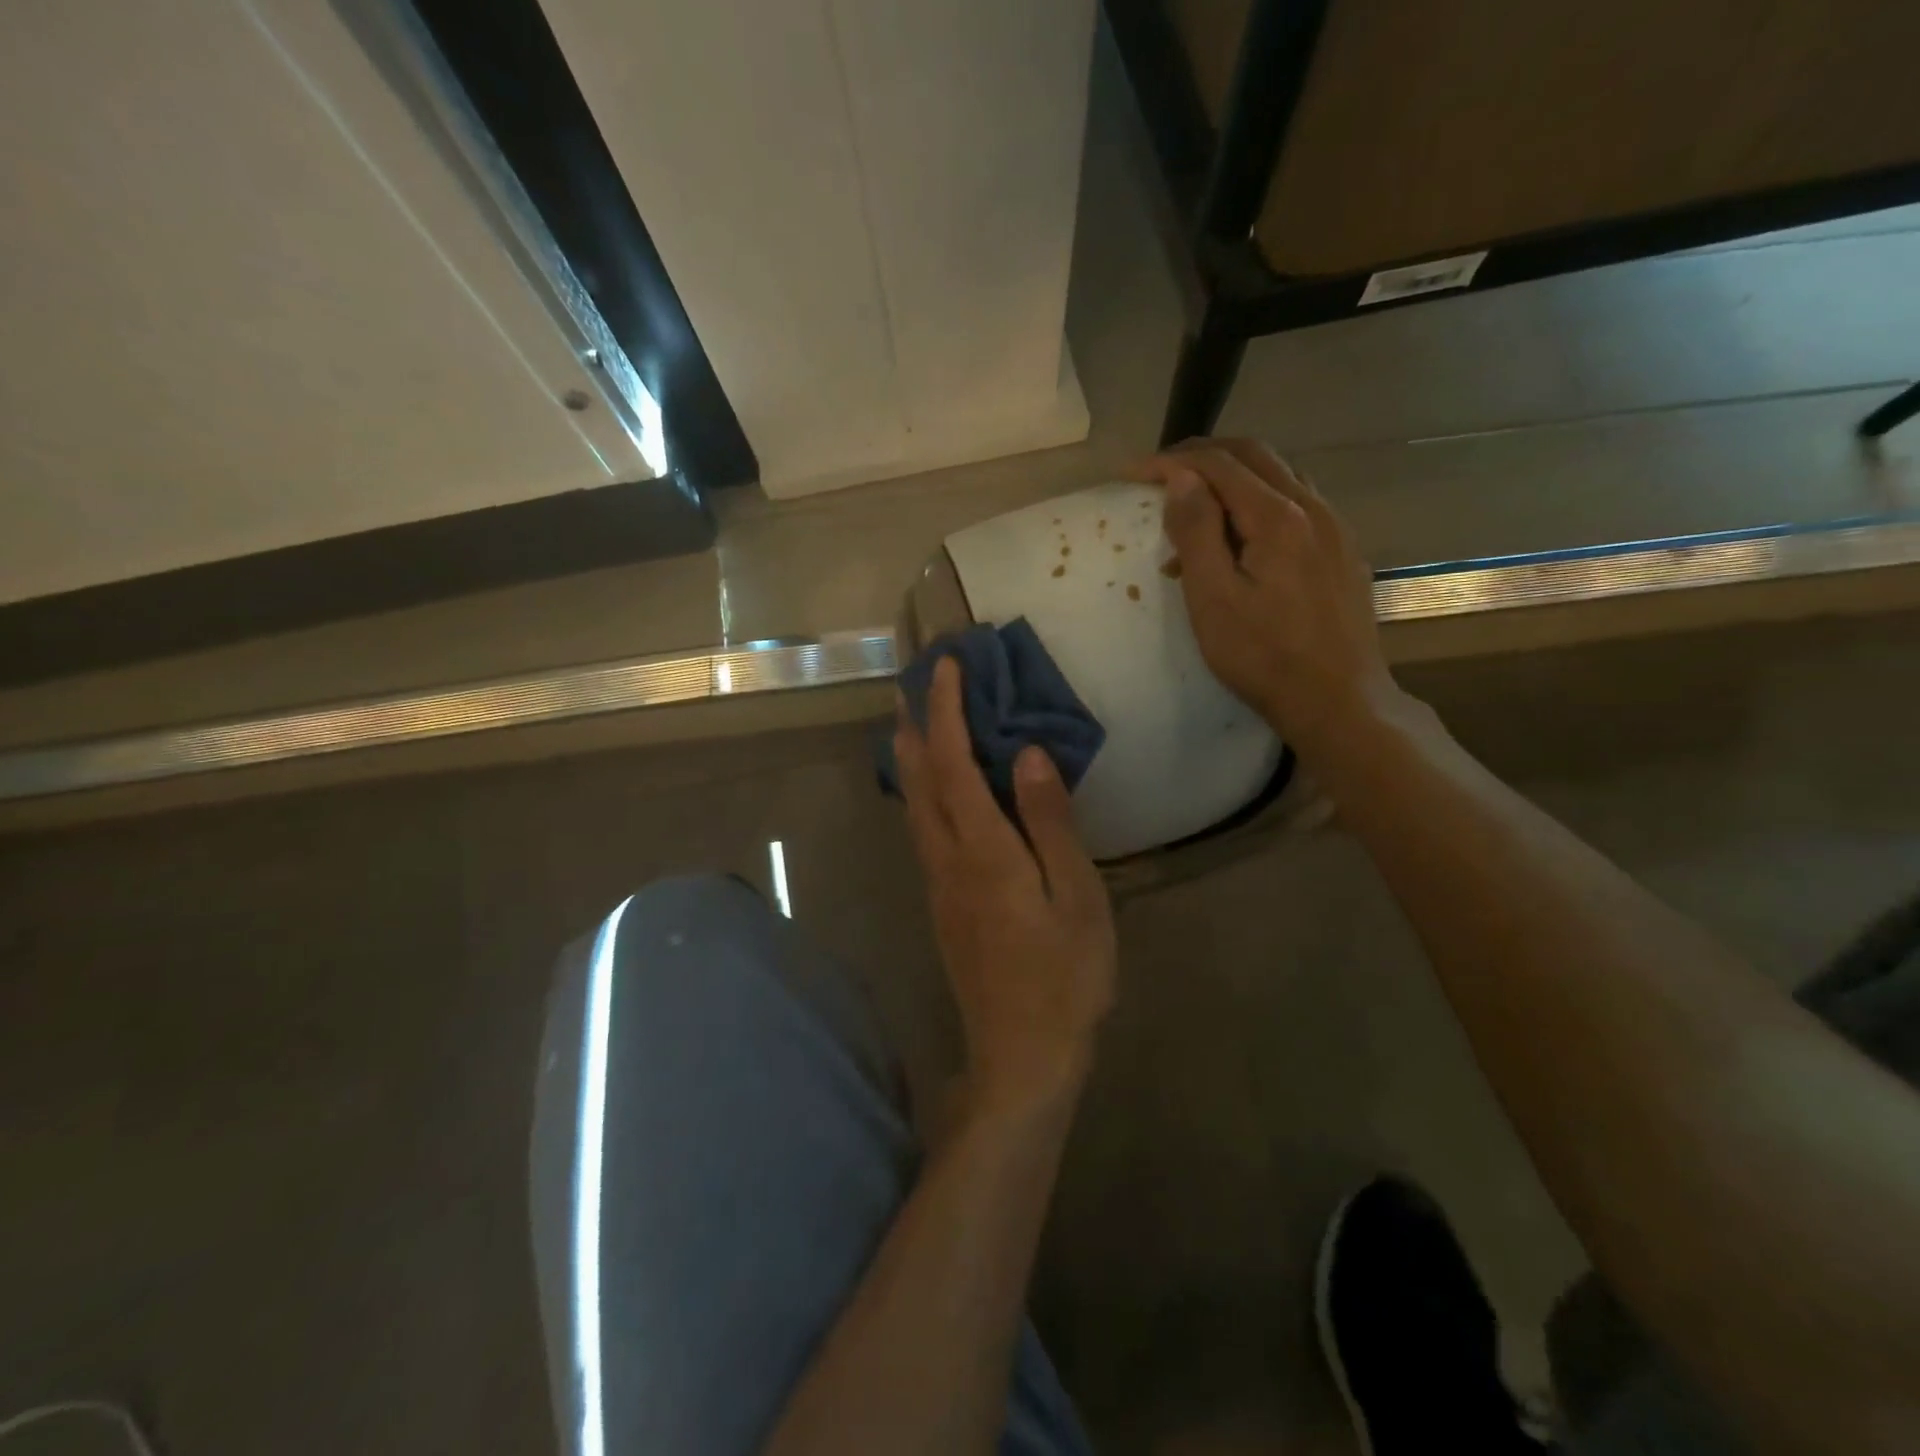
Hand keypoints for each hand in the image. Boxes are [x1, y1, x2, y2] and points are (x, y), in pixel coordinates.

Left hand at [893, 658, 1117, 1125]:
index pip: (953, 762)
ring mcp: (938, 883)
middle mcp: (947, 858)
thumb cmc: (1064, 975)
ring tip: (909, 721)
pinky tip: (930, 790)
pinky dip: (920, 791)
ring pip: (913, 805)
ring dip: (909, 756)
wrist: (1022, 1053)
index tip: (946, 666)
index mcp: (982, 849)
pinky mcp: (942, 903)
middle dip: (913, 724)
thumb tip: (1030, 754)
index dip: (946, 710)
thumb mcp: (1076, 896)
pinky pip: (922, 829)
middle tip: (913, 682)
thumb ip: (1050, 822)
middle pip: (918, 778)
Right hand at [1135, 438, 1401, 760]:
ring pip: (1280, 477)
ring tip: (1196, 504)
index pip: (1219, 465)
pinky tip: (1241, 539)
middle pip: (1254, 456)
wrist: (1338, 701)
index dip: (1171, 461)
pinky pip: (1297, 506)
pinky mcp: (1342, 553)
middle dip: (1203, 456)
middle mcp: (1313, 508)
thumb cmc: (1264, 656)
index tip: (1132, 472)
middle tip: (1160, 472)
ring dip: (1233, 477)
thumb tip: (1181, 479)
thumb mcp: (1214, 599)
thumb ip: (1197, 532)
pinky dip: (1259, 503)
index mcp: (1279, 517)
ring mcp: (1335, 529)